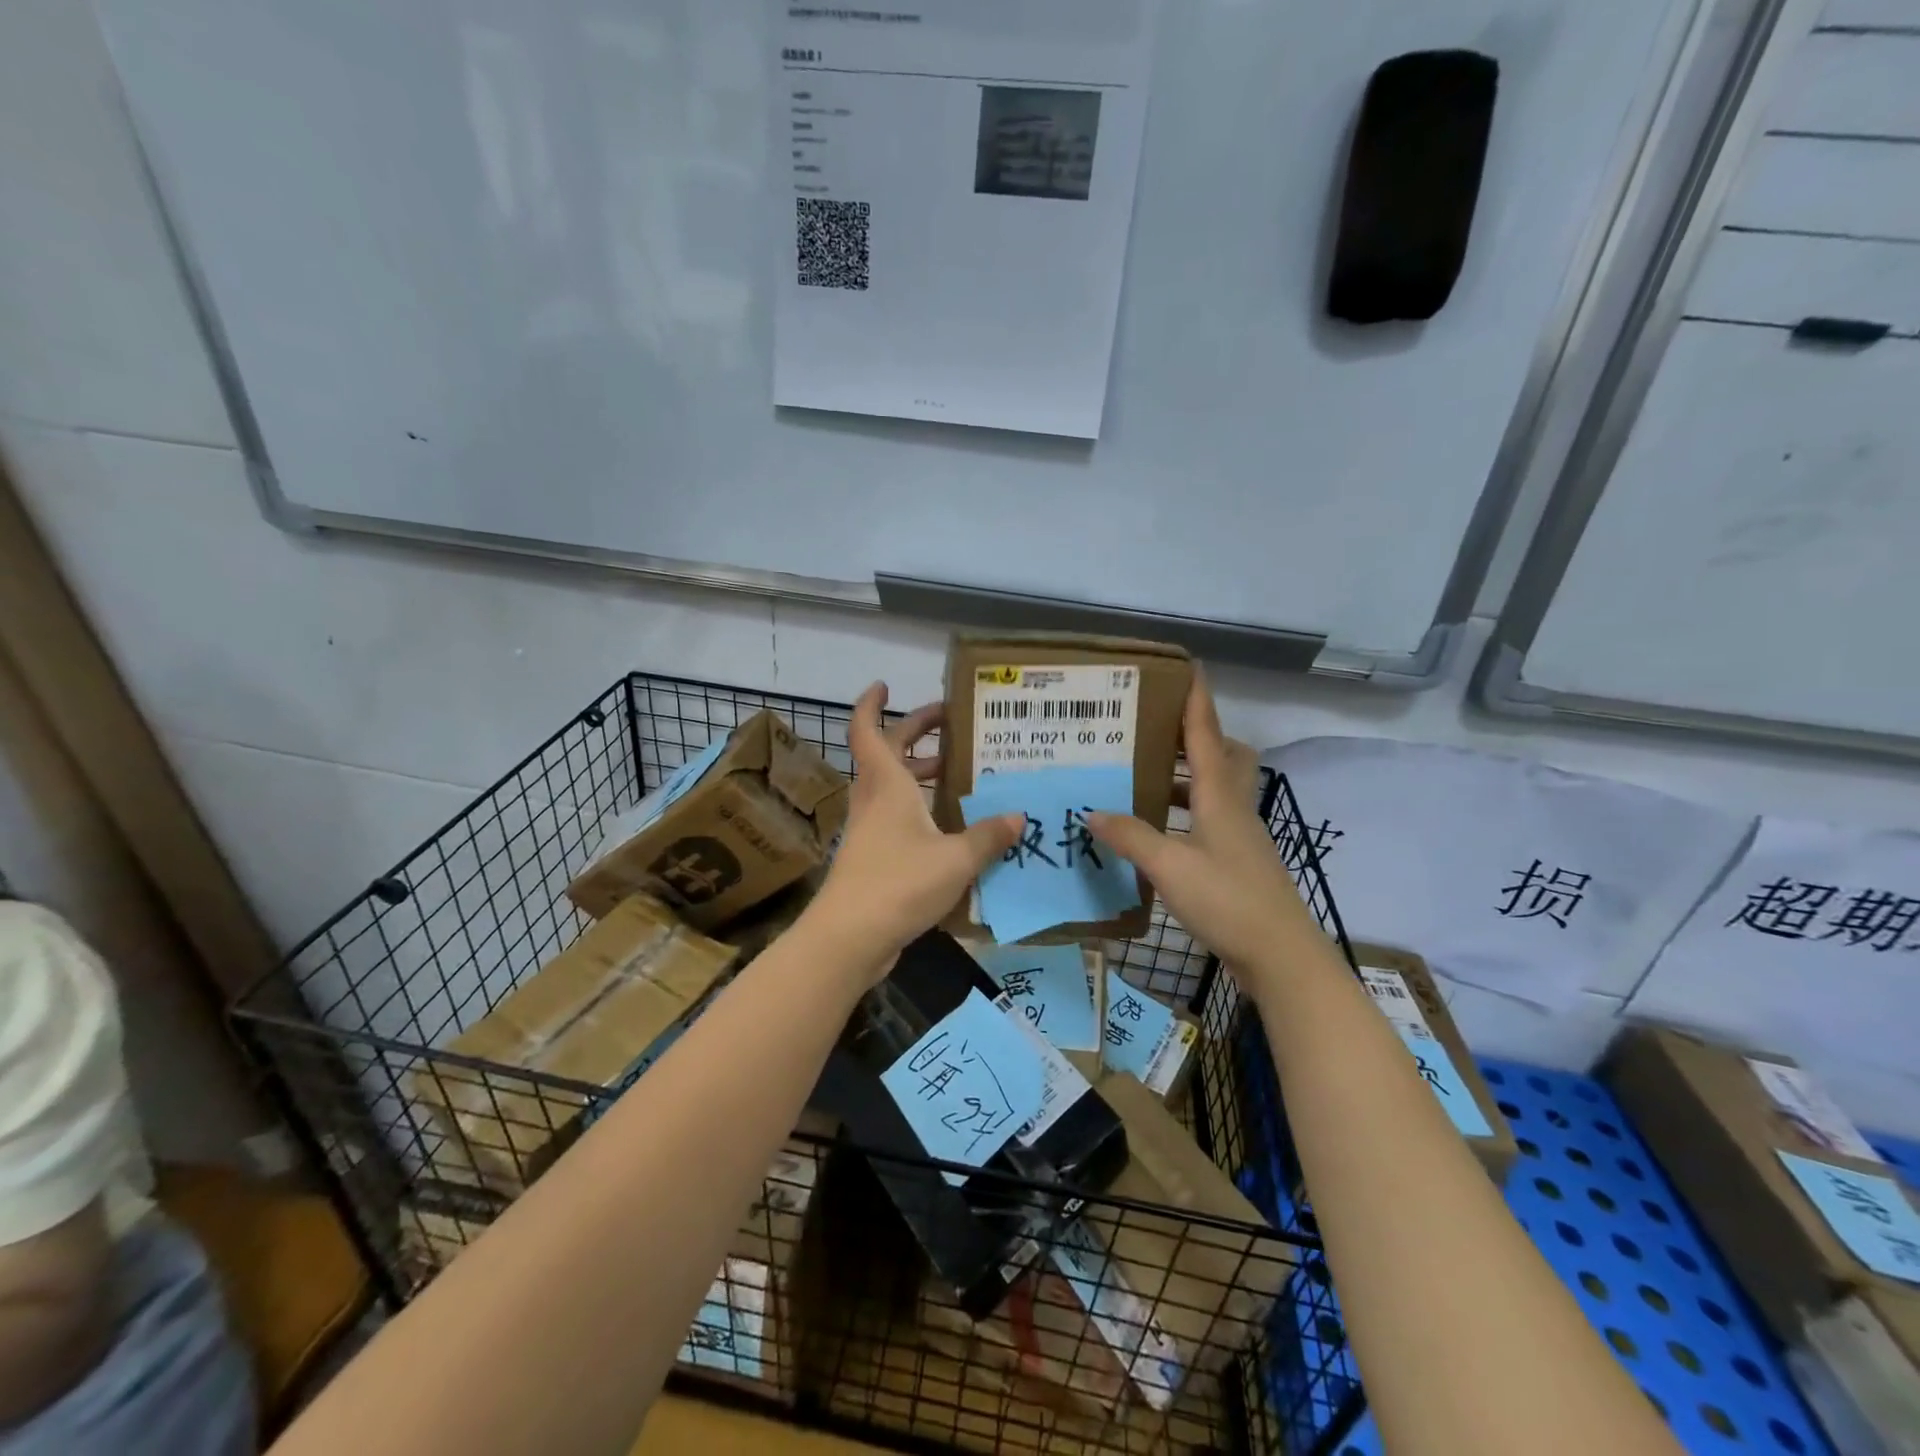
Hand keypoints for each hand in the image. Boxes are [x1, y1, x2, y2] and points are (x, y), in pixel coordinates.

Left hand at [804, 683, 1023, 980]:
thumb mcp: (955, 858)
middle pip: (886, 753)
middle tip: (948, 723)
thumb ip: (988, 836)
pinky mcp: (871, 857)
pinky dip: (918, 809)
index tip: (884, 685)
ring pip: (891, 787)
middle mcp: (874, 800)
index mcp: (887, 785)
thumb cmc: (899, 883)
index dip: (871, 704)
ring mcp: (869, 830)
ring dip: (918, 772)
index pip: (868, 730)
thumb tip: (1018, 817)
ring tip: (956, 771)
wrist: (850, 937)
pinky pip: (896, 819)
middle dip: (914, 733)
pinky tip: (949, 825)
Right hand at [1087, 673, 1306, 976]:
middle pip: (1223, 755)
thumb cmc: (1227, 900)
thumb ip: (1130, 836)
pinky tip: (1157, 830)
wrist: (1280, 955)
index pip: (1207, 734)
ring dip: (1186, 776)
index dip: (1196, 700)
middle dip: (1195, 736)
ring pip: (1215, 788)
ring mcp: (1239, 836)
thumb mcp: (1170, 867)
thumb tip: (1092, 811)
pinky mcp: (1237, 862)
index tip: (1186, 667)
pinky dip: (1184, 812)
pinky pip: (1209, 819)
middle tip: (1155, 731)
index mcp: (1219, 796)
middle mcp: (1233, 807)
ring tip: (1144, 776)